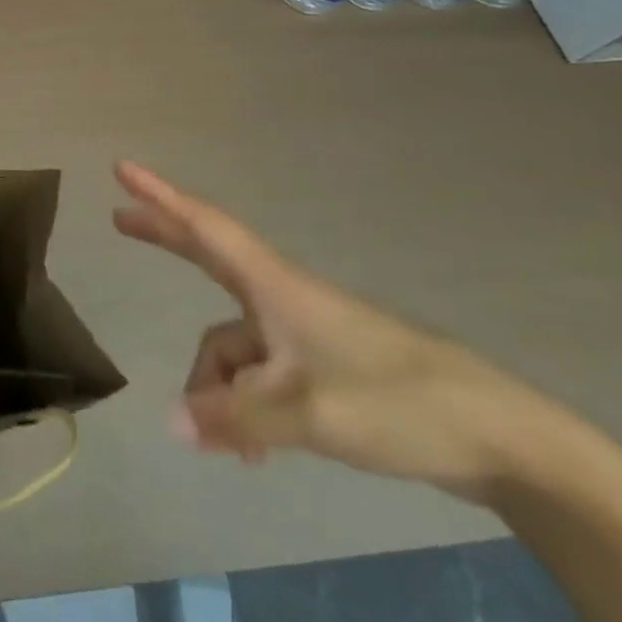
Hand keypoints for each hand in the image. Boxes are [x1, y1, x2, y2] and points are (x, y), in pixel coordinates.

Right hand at [113, 160, 555, 501]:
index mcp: (275, 288)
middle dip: (165, 239)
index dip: (160, 197)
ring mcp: (304, 333)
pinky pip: (260, 376)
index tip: (123, 169)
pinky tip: (253, 451)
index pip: (205, 228)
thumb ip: (235, 418)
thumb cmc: (397, 403)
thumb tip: (172, 422)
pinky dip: (245, 405)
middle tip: (120, 221)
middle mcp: (283, 300)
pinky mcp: (324, 368)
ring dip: (217, 387)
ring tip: (223, 443)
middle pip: (210, 257)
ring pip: (234, 348)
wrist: (501, 439)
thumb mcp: (307, 414)